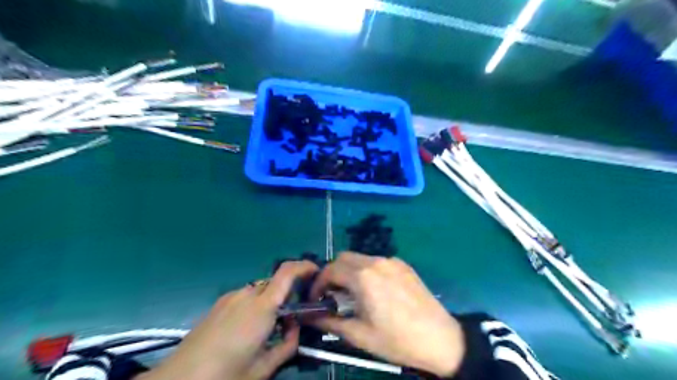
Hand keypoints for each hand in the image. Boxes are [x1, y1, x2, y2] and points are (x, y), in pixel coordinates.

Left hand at [139, 259, 318, 379]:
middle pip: (275, 282)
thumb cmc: (224, 376)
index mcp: (262, 308)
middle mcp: (247, 295)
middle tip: (294, 314)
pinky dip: (256, 304)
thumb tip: (295, 328)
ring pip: (261, 289)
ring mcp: (230, 297)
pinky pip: (246, 296)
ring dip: (272, 300)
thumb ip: (287, 345)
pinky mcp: (219, 303)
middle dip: (289, 292)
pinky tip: (248, 328)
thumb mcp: (263, 368)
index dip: (305, 266)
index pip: (287, 272)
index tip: (316, 272)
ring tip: (270, 326)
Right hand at [308, 252, 462, 377]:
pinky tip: (375, 291)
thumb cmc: (397, 339)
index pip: (330, 270)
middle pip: (344, 258)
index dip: (318, 284)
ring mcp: (392, 261)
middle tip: (333, 295)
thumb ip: (331, 323)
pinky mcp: (403, 265)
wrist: (440, 339)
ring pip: (361, 258)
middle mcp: (376, 262)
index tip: (317, 299)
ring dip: (350, 271)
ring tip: (354, 294)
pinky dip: (367, 271)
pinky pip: (377, 262)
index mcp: (363, 277)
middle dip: (333, 273)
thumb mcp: (360, 335)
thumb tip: (311, 318)